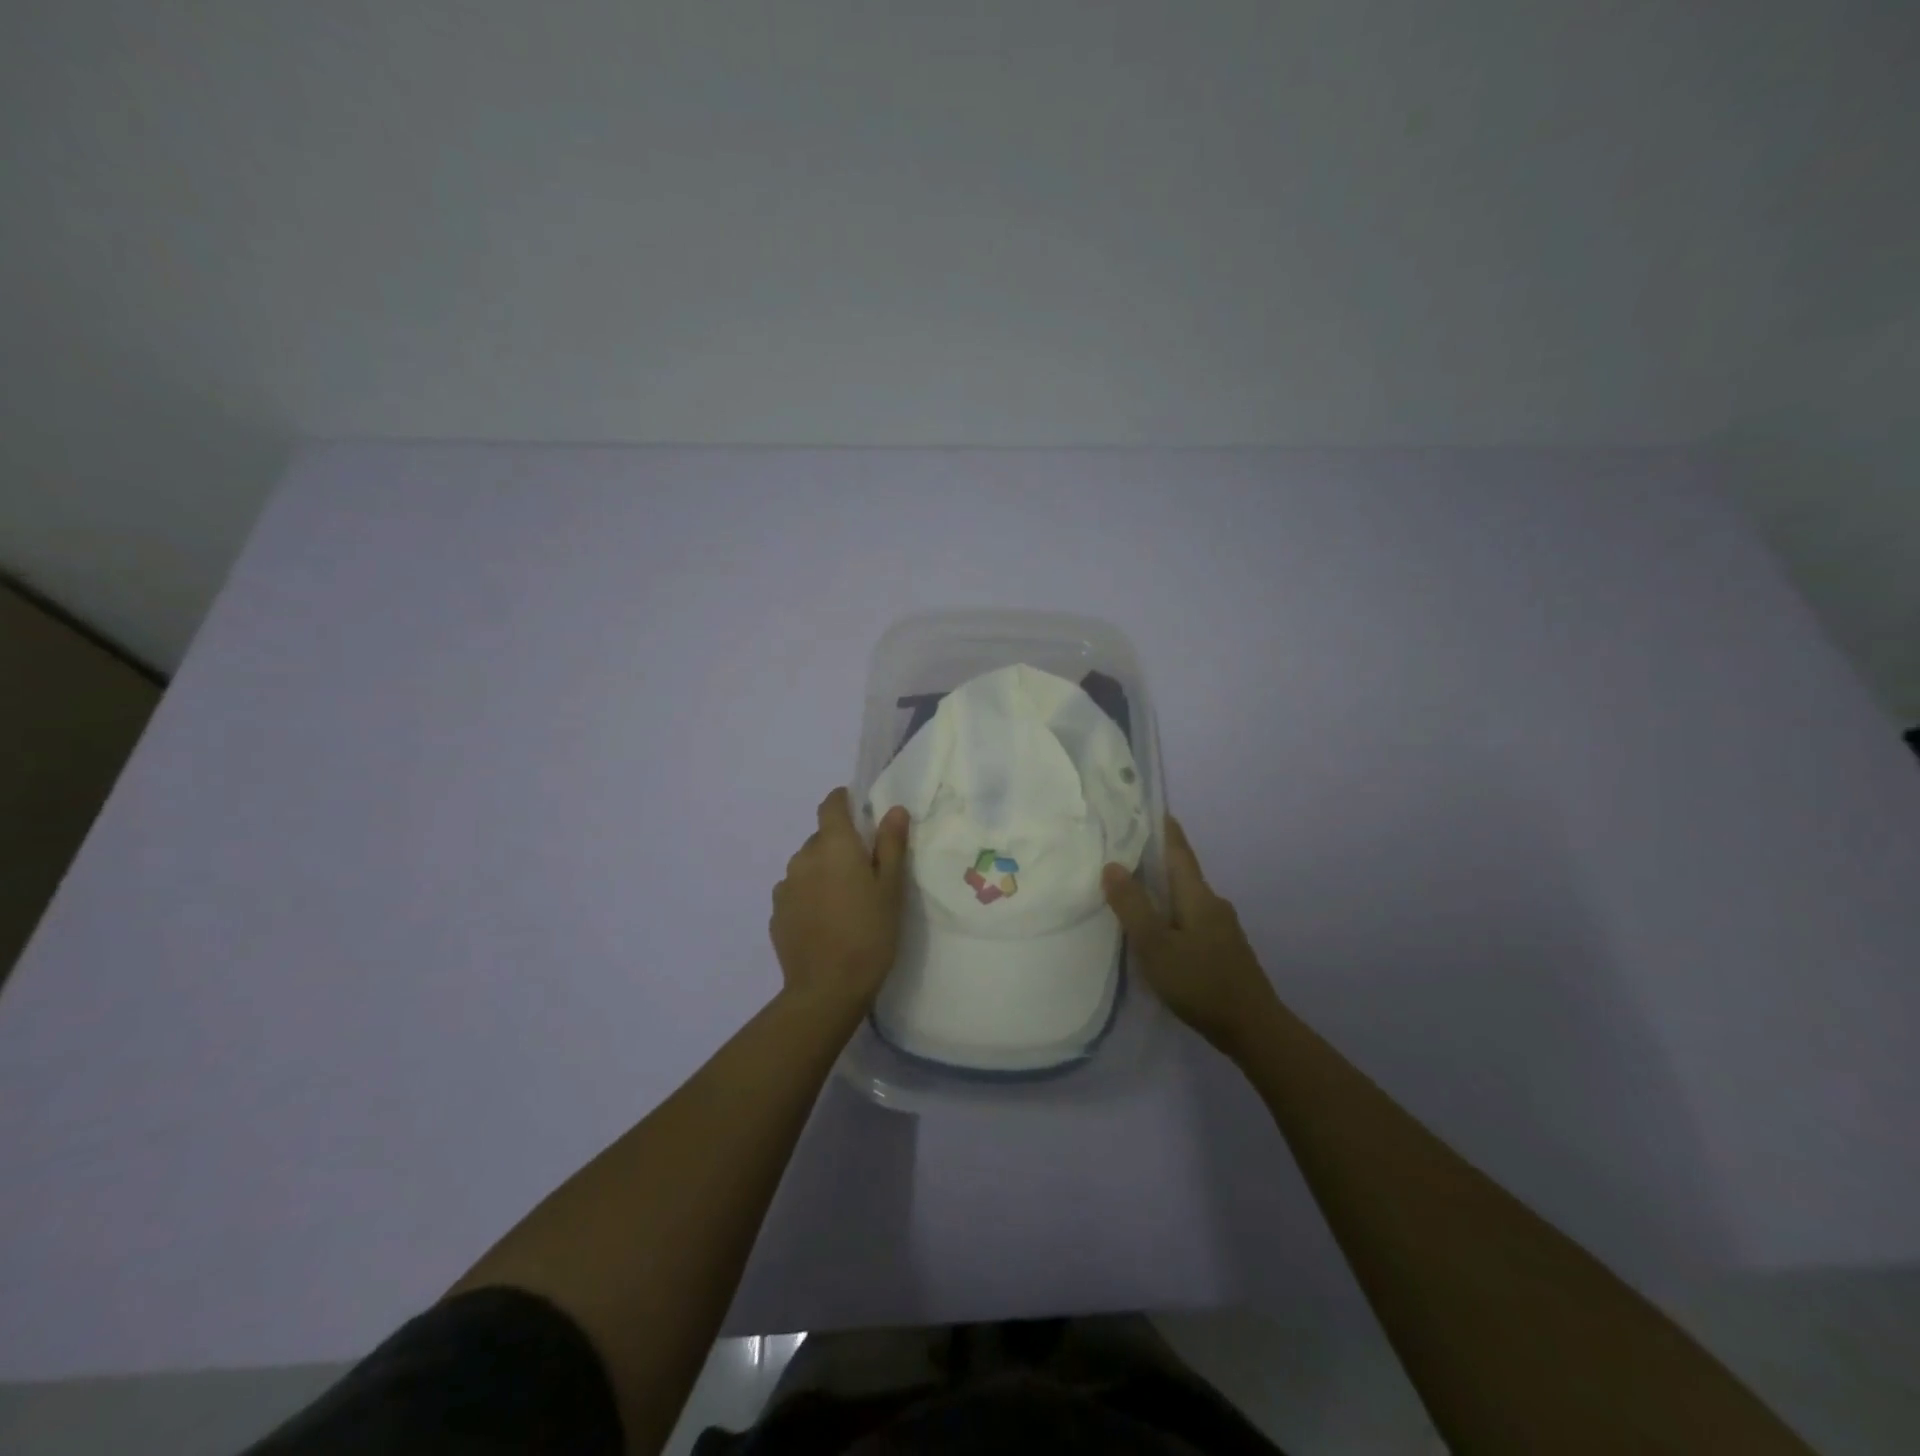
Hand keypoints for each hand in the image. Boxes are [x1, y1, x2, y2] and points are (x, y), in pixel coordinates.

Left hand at [770, 788, 910, 1012]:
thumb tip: (894, 810)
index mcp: (833, 845)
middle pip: (821, 838)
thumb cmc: (869, 934)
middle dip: (840, 846)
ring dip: (823, 872)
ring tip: (844, 902)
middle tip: (864, 872)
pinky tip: (825, 922)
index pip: (831, 805)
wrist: (826, 989)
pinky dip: (809, 896)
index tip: (858, 811)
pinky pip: (796, 892)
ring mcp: (785, 887)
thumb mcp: (891, 889)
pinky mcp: (776, 914)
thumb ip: (891, 845)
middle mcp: (803, 857)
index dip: (843, 801)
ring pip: (807, 866)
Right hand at [1103, 816, 1277, 1057]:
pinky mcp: (1224, 951)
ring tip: (1135, 891)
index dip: (1166, 830)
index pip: (1179, 852)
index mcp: (1197, 896)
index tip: (1154, 808)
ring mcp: (1223, 929)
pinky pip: (1192, 920)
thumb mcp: (1155, 945)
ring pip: (1187, 900)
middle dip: (1157, 861)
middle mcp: (1214, 905)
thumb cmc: (1200, 982)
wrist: (1254, 1029)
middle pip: (1182, 874)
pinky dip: (1172, 915)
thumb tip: (1112, 865)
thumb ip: (1132, 905)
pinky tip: (1158, 932)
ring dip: (1163, 891)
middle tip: (1126, 851)